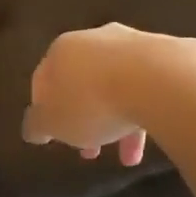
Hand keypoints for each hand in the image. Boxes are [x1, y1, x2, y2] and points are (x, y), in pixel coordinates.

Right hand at [22, 23, 155, 166]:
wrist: (158, 79)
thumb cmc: (92, 102)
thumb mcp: (53, 122)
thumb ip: (37, 125)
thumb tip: (32, 128)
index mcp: (60, 50)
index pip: (43, 80)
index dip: (44, 110)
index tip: (52, 136)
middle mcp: (93, 39)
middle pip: (81, 83)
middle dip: (84, 119)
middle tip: (89, 151)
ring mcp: (130, 44)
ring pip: (115, 87)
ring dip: (117, 121)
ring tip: (128, 157)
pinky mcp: (162, 54)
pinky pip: (145, 87)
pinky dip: (143, 111)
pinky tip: (153, 136)